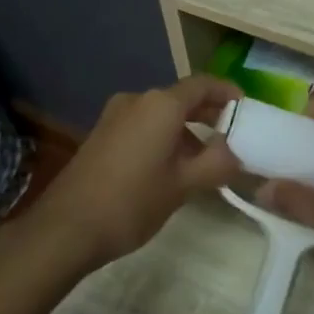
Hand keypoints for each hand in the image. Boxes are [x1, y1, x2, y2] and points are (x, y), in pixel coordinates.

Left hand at [33, 76, 242, 273]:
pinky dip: (164, 138)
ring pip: (161, 115)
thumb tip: (236, 153)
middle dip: (208, 114)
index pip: (203, 85)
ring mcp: (115, 117)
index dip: (227, 93)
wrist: (66, 228)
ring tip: (207, 159)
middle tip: (234, 134)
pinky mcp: (102, 135)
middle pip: (181, 98)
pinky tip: (173, 167)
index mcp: (161, 105)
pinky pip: (143, 126)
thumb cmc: (132, 201)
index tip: (247, 108)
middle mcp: (137, 101)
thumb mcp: (184, 185)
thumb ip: (216, 163)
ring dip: (186, 130)